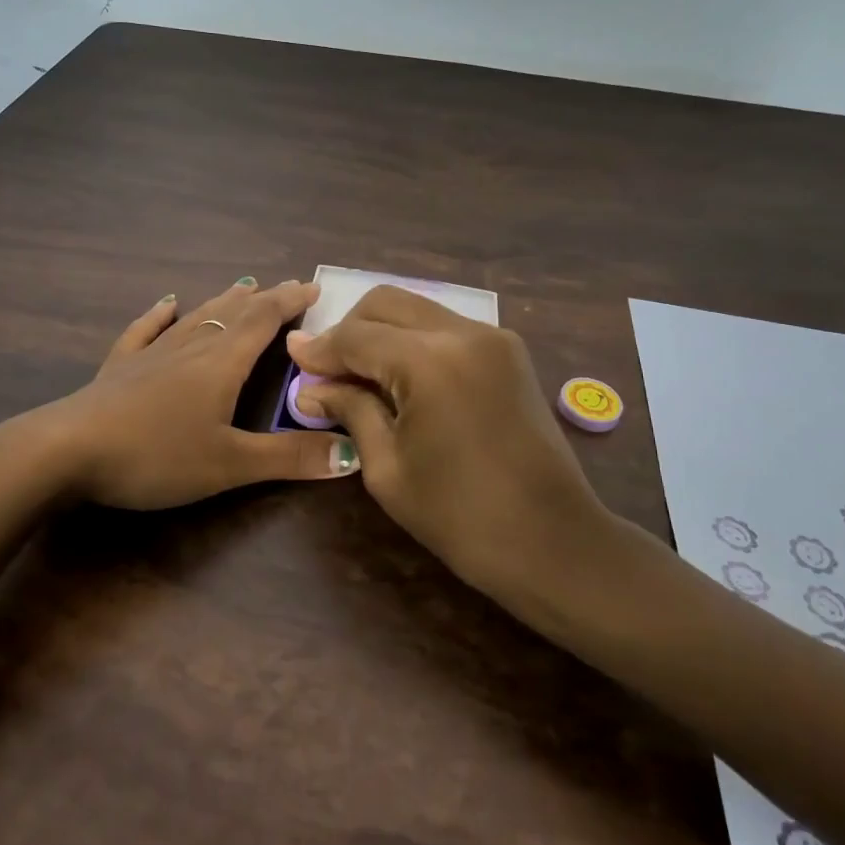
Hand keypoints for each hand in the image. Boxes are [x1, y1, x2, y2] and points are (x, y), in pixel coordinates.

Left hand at [51, 277, 361, 510]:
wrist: (67, 450)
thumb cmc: (156, 455)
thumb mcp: (229, 464)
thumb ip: (289, 458)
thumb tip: (353, 454)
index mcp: (222, 363)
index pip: (264, 321)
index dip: (291, 301)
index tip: (313, 286)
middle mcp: (191, 347)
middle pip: (233, 313)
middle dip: (264, 299)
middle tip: (287, 287)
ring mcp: (152, 353)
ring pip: (196, 317)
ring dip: (223, 301)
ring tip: (243, 286)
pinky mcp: (120, 367)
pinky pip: (145, 330)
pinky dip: (160, 315)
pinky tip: (166, 303)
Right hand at [286, 286, 614, 595]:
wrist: (553, 541)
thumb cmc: (460, 517)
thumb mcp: (388, 467)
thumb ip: (351, 410)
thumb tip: (312, 386)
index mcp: (430, 361)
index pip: (356, 336)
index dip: (319, 348)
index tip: (291, 357)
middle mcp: (463, 332)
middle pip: (386, 303)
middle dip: (349, 329)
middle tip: (328, 370)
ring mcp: (493, 337)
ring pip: (417, 309)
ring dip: (382, 332)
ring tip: (362, 376)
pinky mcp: (509, 351)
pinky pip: (445, 327)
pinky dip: (414, 341)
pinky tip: (403, 378)